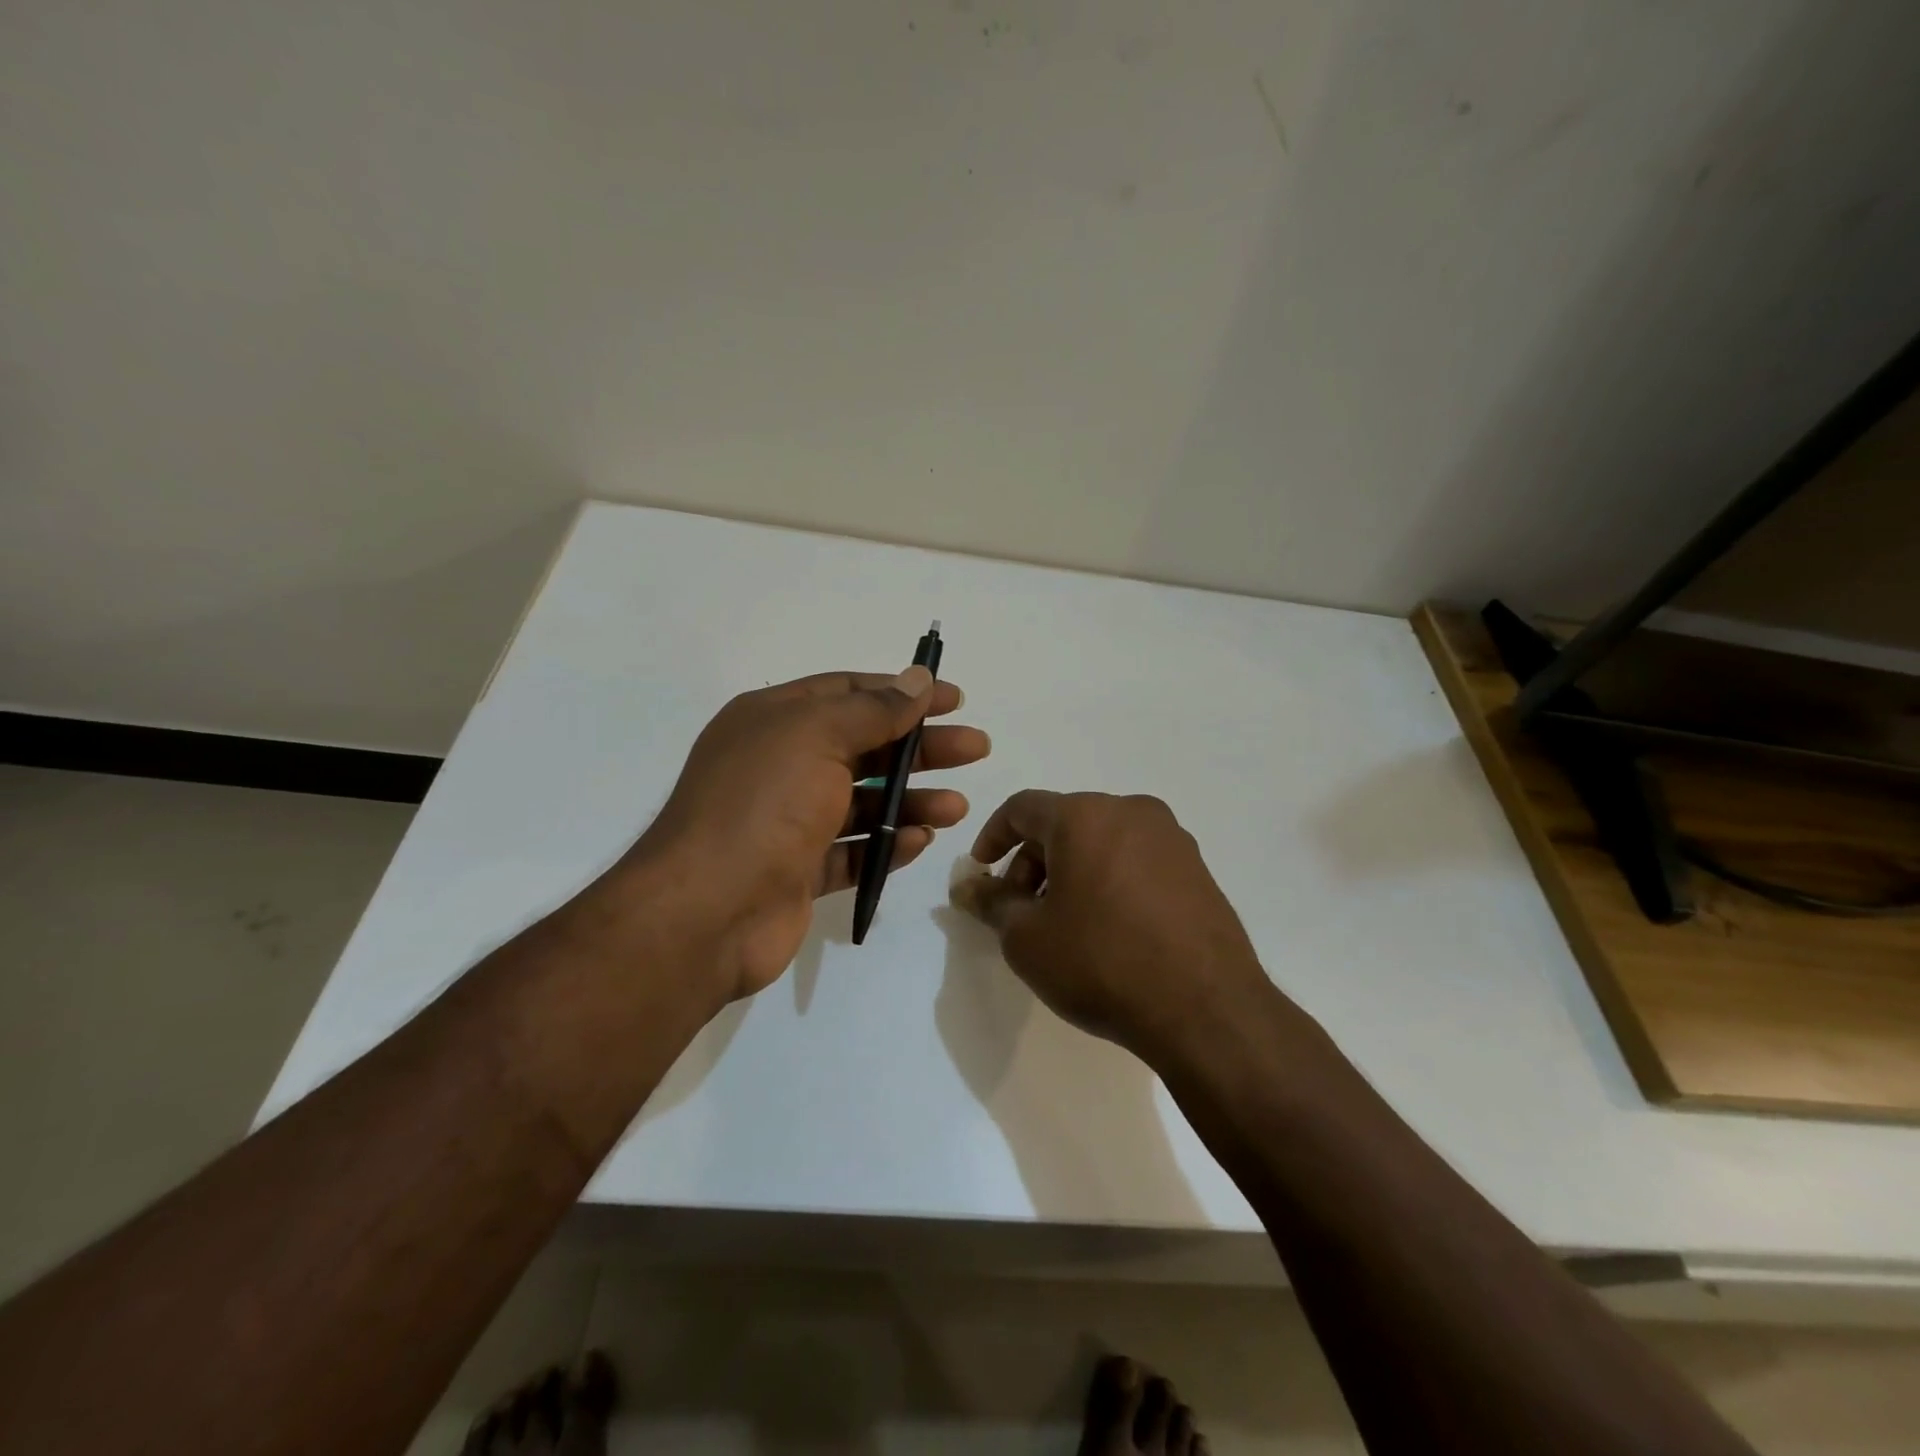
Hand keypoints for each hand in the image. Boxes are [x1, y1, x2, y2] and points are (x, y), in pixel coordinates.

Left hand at [630, 667, 990, 1003]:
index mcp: (773, 721)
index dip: (902, 692)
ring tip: (957, 807)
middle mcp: (778, 765)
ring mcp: (787, 822)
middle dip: (920, 747)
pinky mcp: (796, 871)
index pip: (847, 692)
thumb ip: (875, 709)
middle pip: (864, 747)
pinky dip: (886, 846)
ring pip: (862, 803)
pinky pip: (852, 851)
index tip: (953, 699)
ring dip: (911, 801)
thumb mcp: (819, 736)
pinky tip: (922, 842)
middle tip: (975, 748)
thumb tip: (918, 678)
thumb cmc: (764, 804)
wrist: (706, 912)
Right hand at [953, 790, 1273, 1064]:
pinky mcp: (1198, 868)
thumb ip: (993, 903)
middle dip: (1033, 861)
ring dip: (1072, 871)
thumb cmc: (1101, 963)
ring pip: (1102, 840)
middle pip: (1064, 822)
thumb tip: (971, 888)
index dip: (993, 836)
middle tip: (1023, 910)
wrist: (1206, 1009)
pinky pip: (1137, 859)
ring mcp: (1172, 838)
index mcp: (1084, 815)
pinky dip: (1110, 880)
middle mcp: (1130, 811)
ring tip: (1066, 923)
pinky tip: (1110, 928)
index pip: (1022, 808)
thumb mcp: (1027, 939)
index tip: (982, 873)